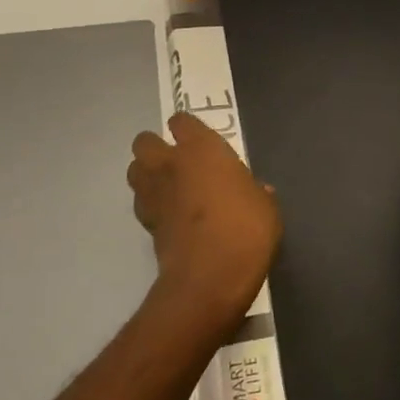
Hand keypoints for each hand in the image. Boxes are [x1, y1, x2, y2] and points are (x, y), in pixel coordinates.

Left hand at [128, 112, 280, 319]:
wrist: (210, 278)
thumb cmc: (245, 230)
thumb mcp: (266, 207)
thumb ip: (255, 192)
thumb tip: (256, 191)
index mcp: (202, 149)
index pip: (181, 121)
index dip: (187, 128)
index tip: (198, 140)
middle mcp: (170, 164)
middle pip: (144, 142)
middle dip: (155, 147)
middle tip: (176, 161)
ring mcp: (154, 194)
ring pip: (134, 170)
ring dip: (146, 174)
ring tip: (167, 186)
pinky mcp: (146, 224)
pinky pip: (142, 203)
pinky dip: (150, 205)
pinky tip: (169, 216)